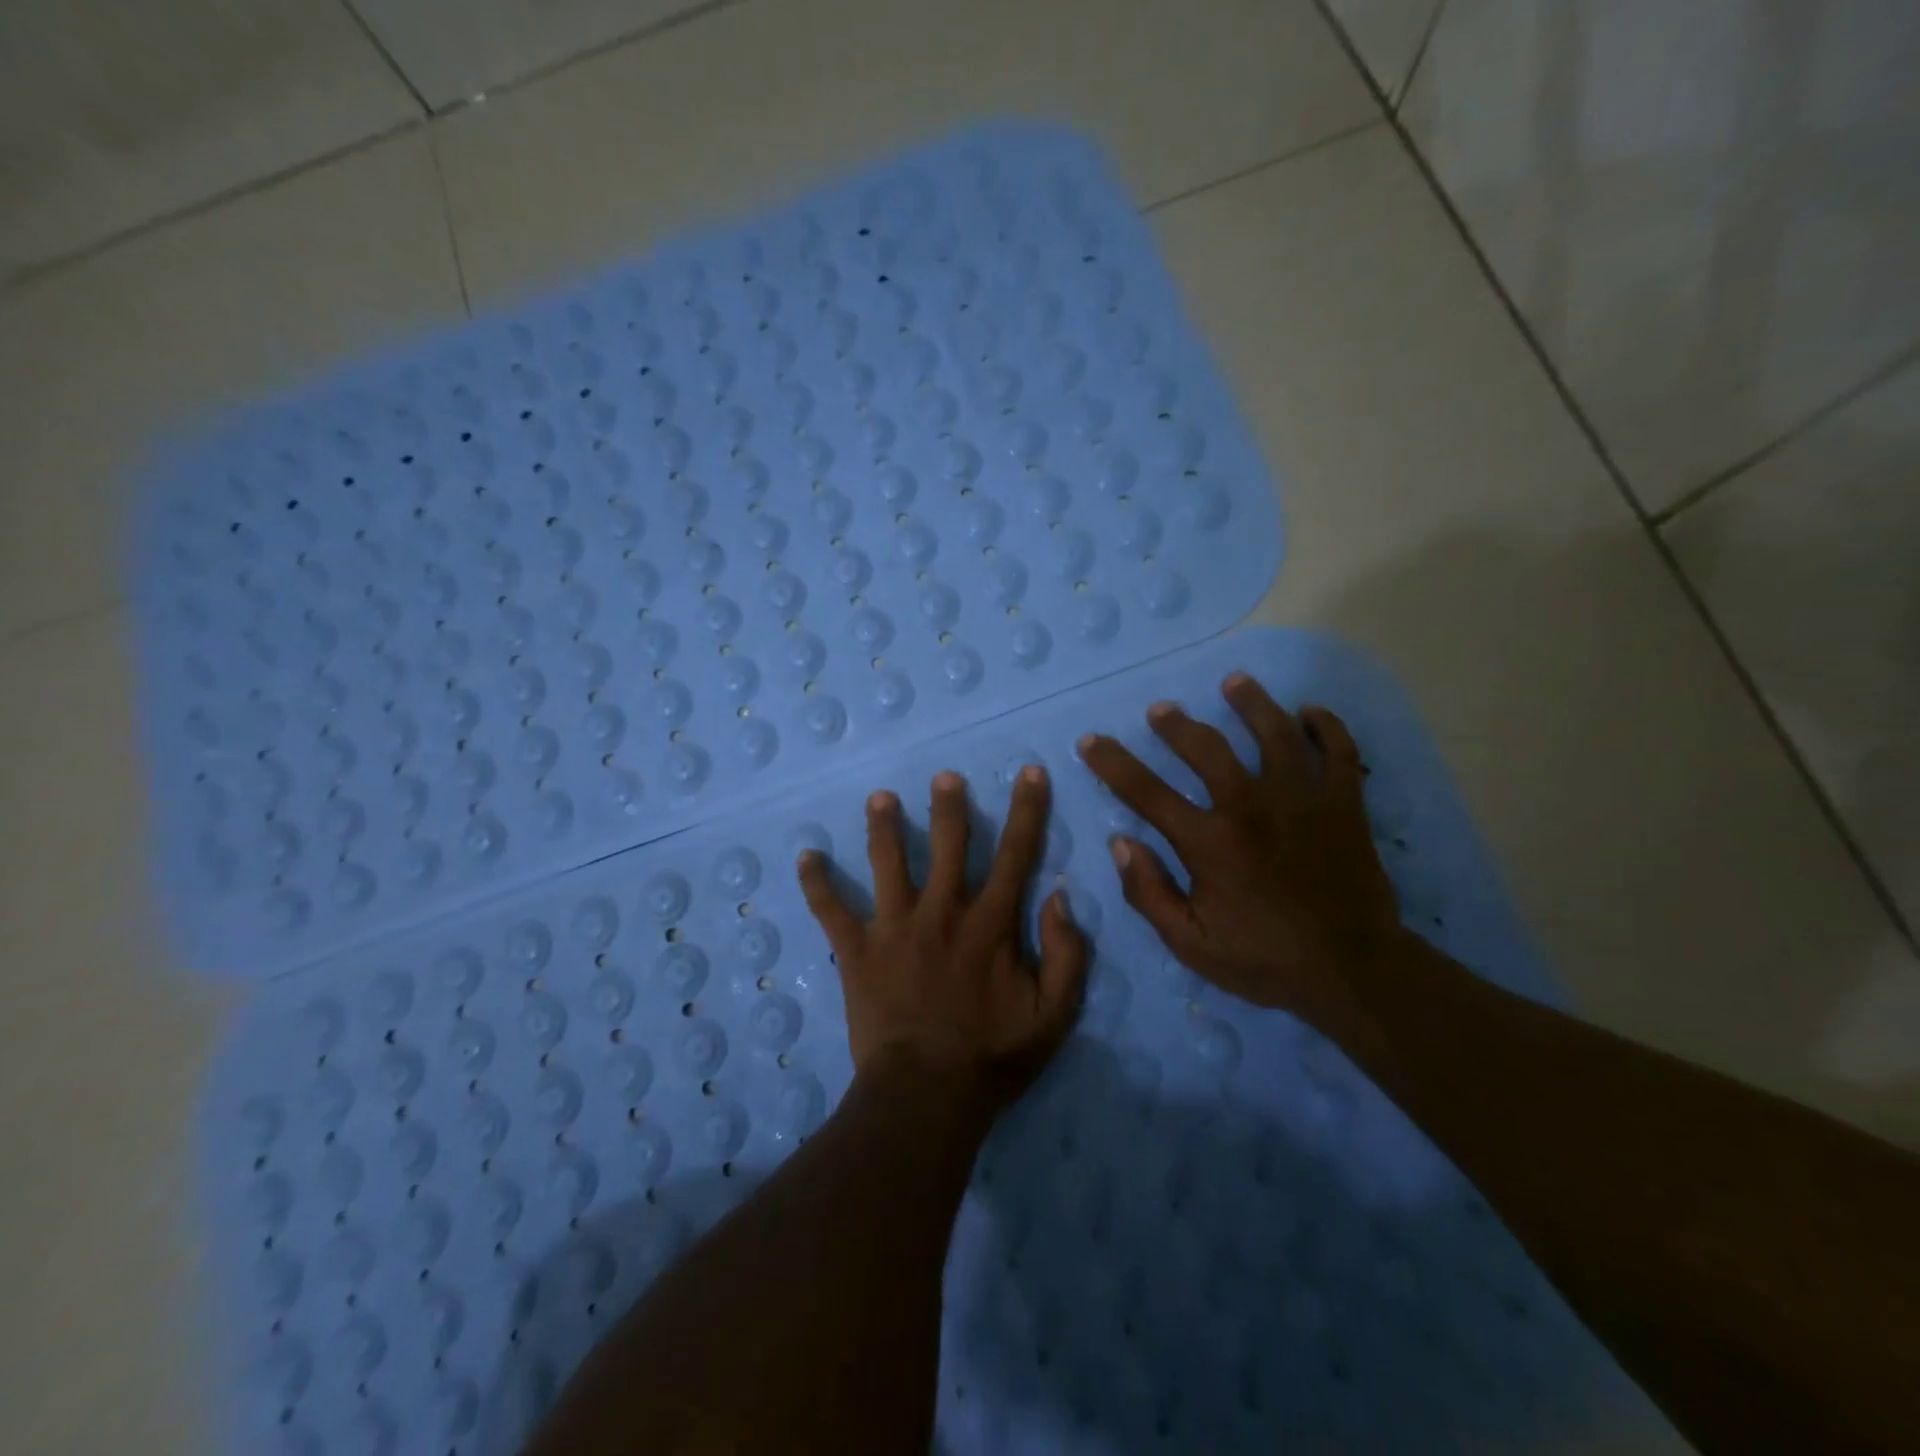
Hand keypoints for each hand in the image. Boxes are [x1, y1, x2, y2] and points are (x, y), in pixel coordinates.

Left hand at [797, 767, 1089, 1109]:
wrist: (926, 1094)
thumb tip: (1058, 897)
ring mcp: (894, 927)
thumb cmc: (992, 1056)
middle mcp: (942, 912)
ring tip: (879, 798)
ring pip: (888, 863)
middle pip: (948, 845)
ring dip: (884, 827)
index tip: (1030, 772)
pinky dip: (817, 884)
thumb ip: (1066, 954)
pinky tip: (805, 857)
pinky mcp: (857, 951)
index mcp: (989, 923)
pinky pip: (831, 911)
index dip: (1027, 810)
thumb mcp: (1053, 1014)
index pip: (1016, 854)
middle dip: (949, 806)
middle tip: (943, 776)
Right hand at [1078, 673, 1401, 1026]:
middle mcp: (1250, 806)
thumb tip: (1121, 842)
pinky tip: (1310, 711)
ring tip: (1235, 682)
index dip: (1112, 763)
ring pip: (1274, 733)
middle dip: (1176, 724)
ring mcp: (1302, 799)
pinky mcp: (1344, 804)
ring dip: (1251, 703)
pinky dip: (1326, 726)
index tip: (1091, 741)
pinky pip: (1338, 751)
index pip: (1146, 791)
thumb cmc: (1264, 959)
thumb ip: (1149, 892)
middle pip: (1206, 747)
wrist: (1353, 971)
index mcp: (1209, 841)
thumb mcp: (1190, 942)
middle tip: (1161, 710)